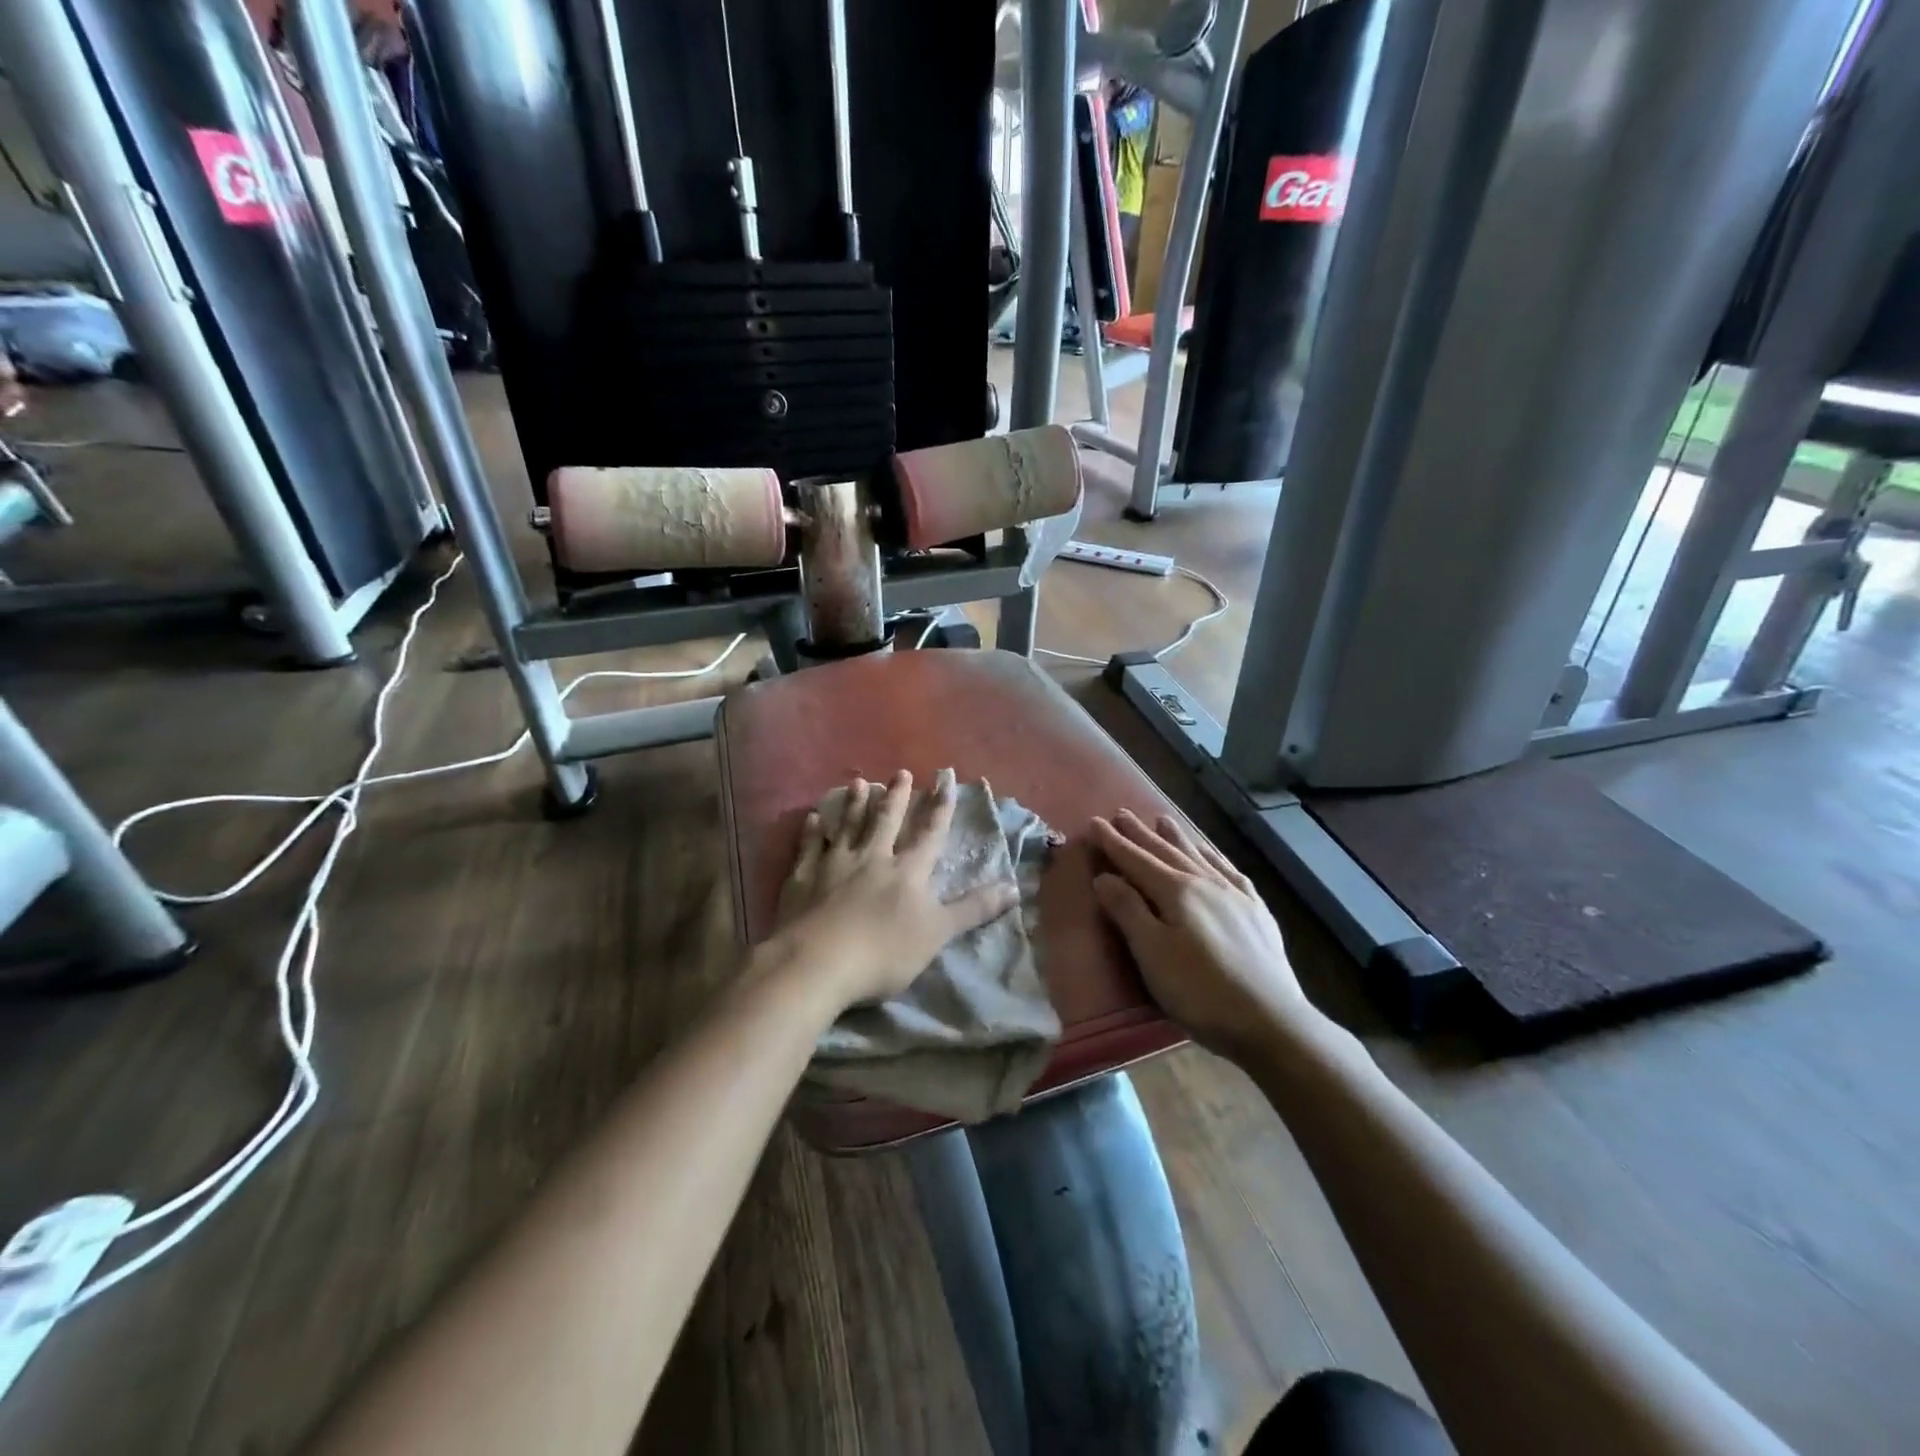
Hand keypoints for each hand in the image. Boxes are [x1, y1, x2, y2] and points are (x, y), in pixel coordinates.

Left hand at [772, 769, 1018, 1010]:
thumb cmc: (884, 952)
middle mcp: (872, 858)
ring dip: (855, 804)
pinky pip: (809, 847)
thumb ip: (974, 909)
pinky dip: (813, 831)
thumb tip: (1015, 887)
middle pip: (886, 821)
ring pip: (848, 826)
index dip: (940, 807)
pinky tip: (813, 817)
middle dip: (897, 797)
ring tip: (861, 782)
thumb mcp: (938, 933)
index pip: (929, 833)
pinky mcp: (802, 878)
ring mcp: (834, 865)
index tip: (946, 779)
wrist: (818, 962)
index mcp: (907, 871)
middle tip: (901, 772)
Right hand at [1091, 809, 1305, 1058]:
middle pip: (1166, 851)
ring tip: (1163, 819)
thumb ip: (1128, 911)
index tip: (1094, 822)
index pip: (1136, 859)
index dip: (1113, 842)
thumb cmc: (1200, 991)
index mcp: (1176, 891)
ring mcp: (1235, 895)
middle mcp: (1206, 882)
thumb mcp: (1152, 954)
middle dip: (1140, 833)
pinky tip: (1212, 855)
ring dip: (1178, 837)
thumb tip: (1104, 877)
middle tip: (1121, 813)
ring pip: (1199, 855)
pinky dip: (1215, 857)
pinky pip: (1230, 871)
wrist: (1271, 1021)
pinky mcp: (1257, 912)